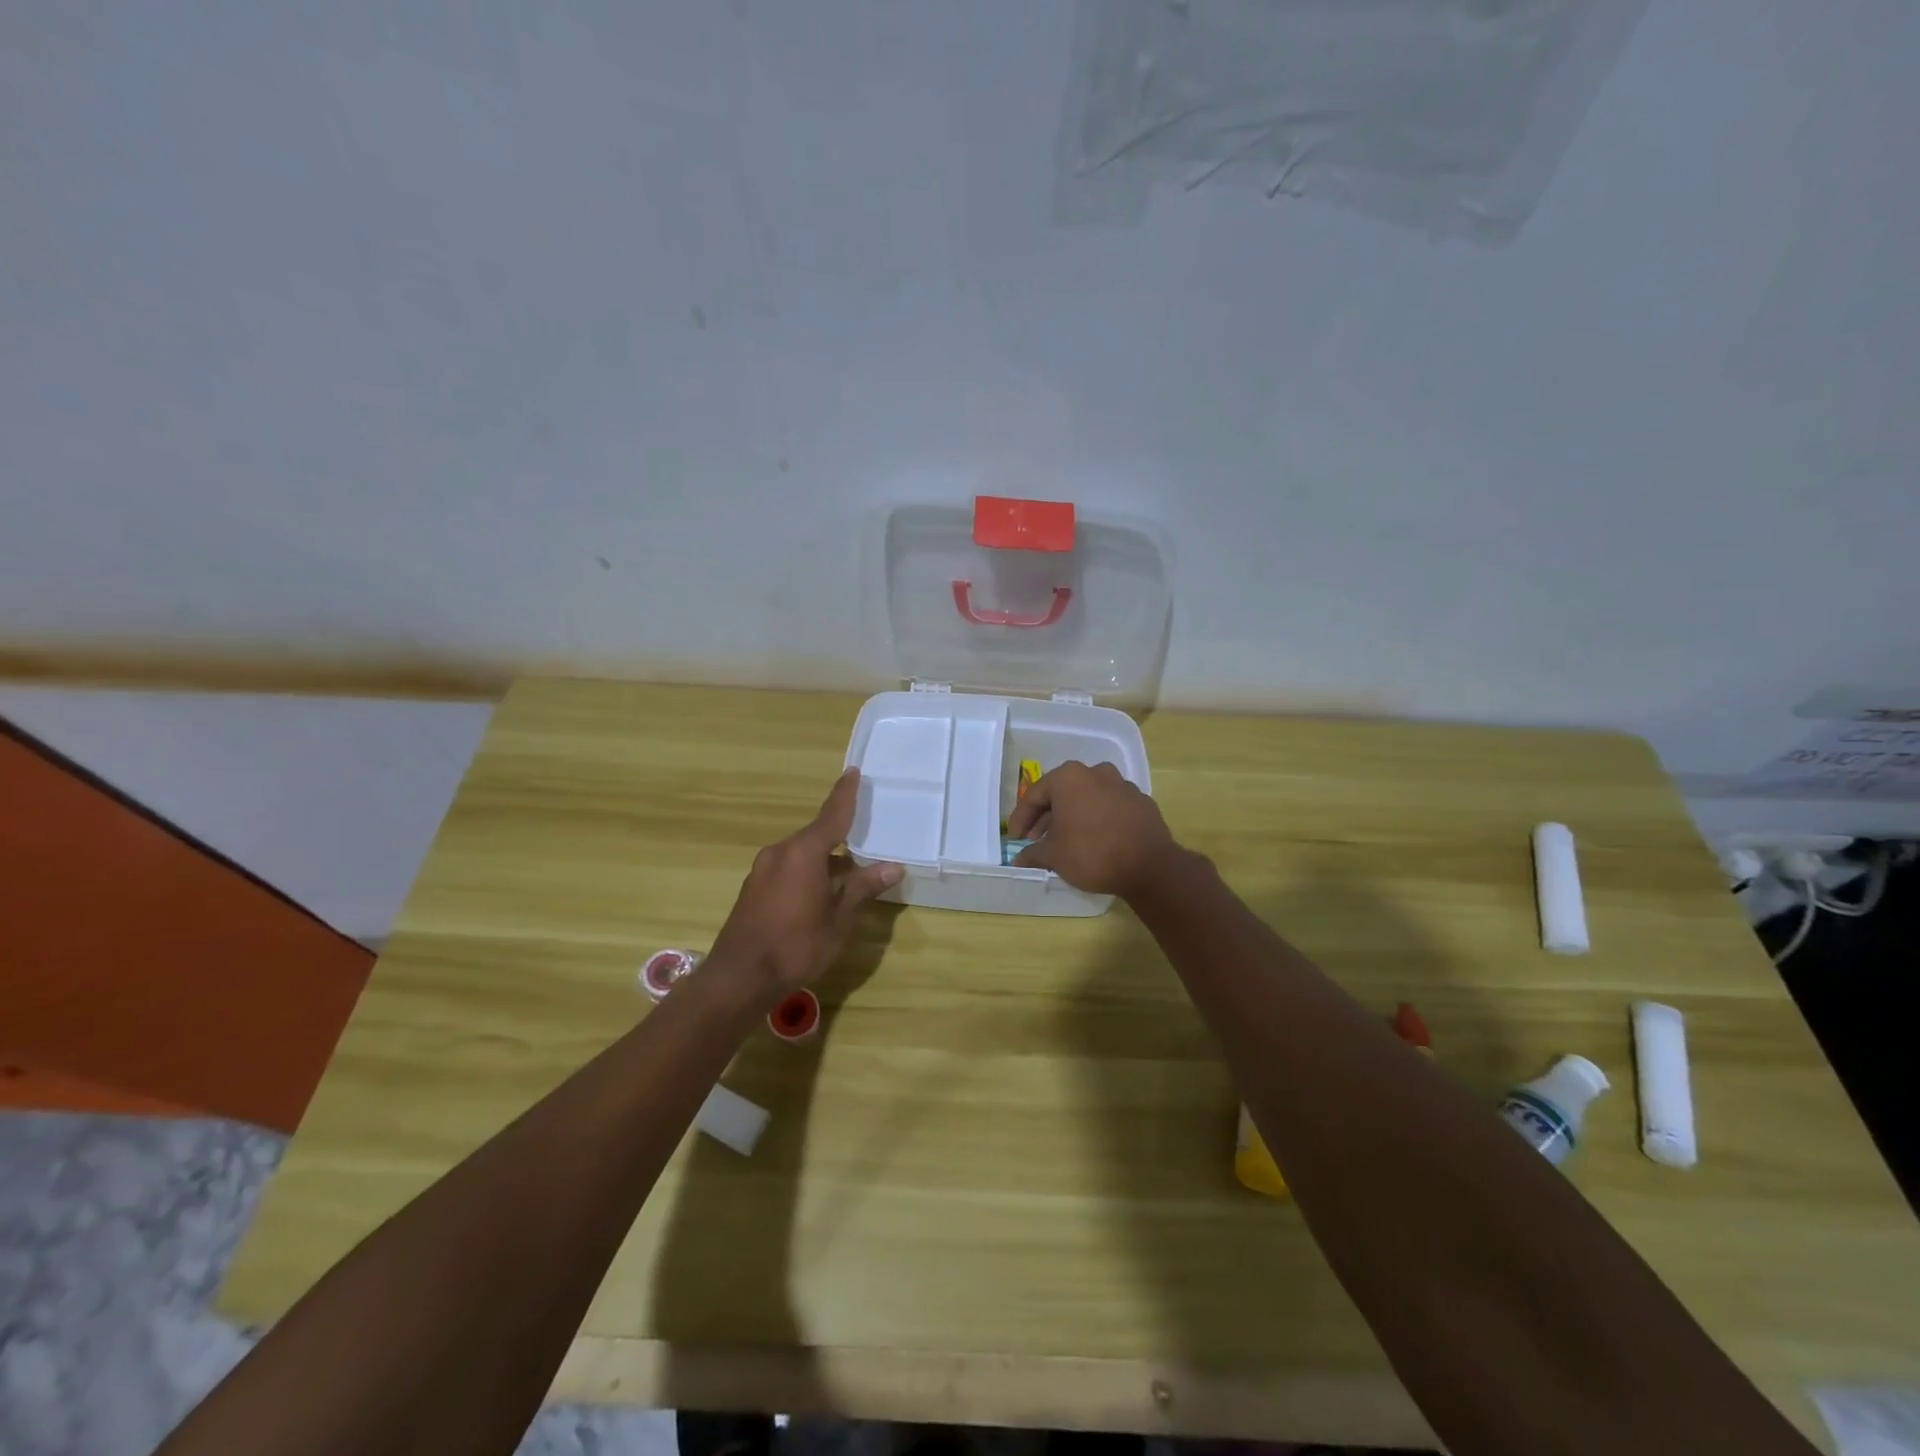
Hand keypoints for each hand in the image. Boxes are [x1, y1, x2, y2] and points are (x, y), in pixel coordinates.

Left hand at [708, 768, 902, 999]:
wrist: (739, 978)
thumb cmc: (796, 946)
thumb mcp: (839, 920)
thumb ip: (862, 889)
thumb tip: (892, 867)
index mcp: (804, 853)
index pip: (832, 815)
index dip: (845, 794)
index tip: (854, 771)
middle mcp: (781, 852)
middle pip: (817, 835)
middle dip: (841, 835)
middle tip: (865, 834)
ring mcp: (763, 870)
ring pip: (802, 854)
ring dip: (825, 859)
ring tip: (850, 872)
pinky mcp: (754, 888)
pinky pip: (788, 868)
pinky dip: (808, 871)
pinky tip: (822, 891)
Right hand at [1007, 760, 1178, 898]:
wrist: (1150, 866)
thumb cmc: (1092, 853)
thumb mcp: (1054, 856)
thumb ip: (1032, 853)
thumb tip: (1018, 859)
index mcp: (1069, 777)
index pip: (1034, 795)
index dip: (1020, 820)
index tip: (1015, 840)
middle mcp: (1096, 772)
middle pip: (1062, 794)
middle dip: (1046, 818)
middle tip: (1036, 841)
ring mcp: (1122, 785)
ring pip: (1087, 798)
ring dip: (1072, 817)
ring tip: (1065, 842)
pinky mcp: (1141, 801)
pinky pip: (1109, 807)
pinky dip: (1096, 820)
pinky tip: (1094, 841)